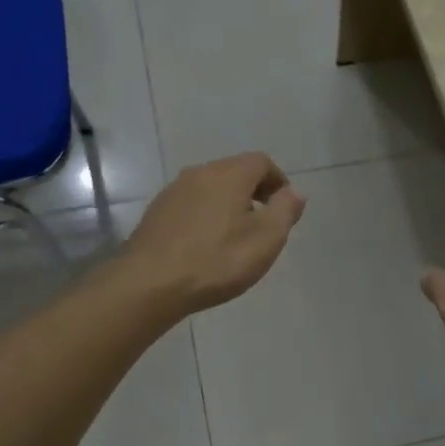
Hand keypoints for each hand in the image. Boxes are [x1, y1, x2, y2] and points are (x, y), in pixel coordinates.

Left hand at [125, 153, 305, 315]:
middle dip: (254, 192)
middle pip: (235, 171)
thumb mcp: (265, 239)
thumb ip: (285, 210)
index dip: (278, 181)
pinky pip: (191, 205)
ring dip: (228, 204)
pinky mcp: (157, 212)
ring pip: (211, 188)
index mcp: (229, 174)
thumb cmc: (216, 261)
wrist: (150, 283)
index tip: (284, 208)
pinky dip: (206, 216)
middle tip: (263, 224)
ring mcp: (173, 191)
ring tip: (235, 237)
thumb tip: (295, 192)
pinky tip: (205, 245)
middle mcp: (200, 173)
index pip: (262, 162)